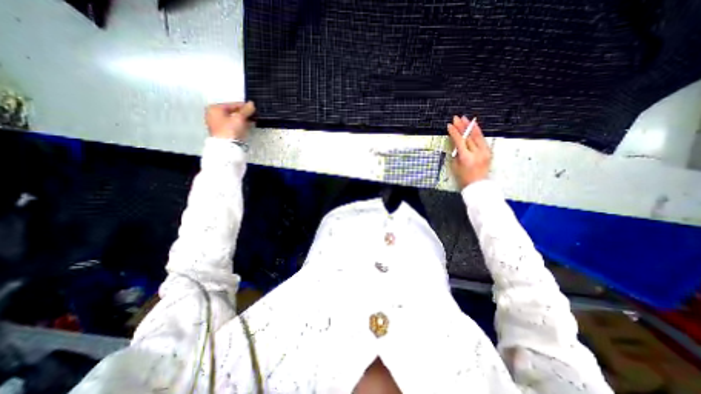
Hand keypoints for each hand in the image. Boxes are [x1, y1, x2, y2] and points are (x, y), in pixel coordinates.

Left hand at [205, 101, 256, 140]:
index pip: (232, 105)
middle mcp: (213, 114)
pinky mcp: (221, 132)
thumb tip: (252, 103)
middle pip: (231, 111)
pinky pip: (231, 125)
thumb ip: (246, 110)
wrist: (227, 146)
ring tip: (251, 121)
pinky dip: (238, 124)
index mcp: (215, 108)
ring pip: (232, 118)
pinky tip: (246, 126)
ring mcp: (216, 124)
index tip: (254, 109)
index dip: (244, 107)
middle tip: (253, 115)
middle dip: (243, 114)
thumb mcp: (240, 118)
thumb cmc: (231, 129)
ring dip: (242, 119)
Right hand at [449, 114, 490, 187]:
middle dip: (462, 126)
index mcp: (466, 158)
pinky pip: (482, 139)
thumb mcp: (455, 165)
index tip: (449, 125)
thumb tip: (455, 141)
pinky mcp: (489, 152)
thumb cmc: (463, 178)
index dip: (454, 132)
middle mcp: (477, 153)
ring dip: (471, 126)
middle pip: (469, 136)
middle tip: (457, 118)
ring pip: (477, 135)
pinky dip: (478, 132)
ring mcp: (484, 152)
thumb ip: (456, 152)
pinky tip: (474, 127)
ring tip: (466, 119)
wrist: (477, 185)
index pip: (459, 141)